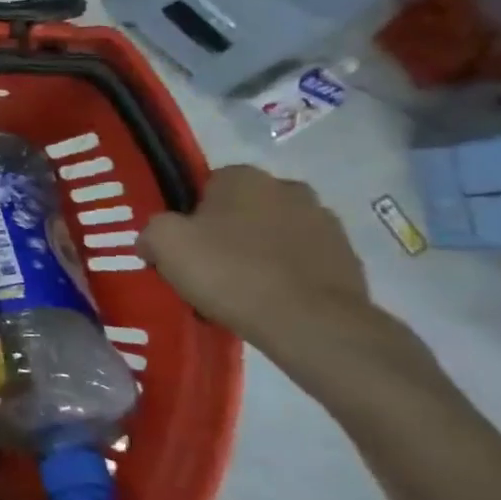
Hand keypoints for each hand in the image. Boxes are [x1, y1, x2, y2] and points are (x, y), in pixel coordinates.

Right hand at [139, 165, 374, 354]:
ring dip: (259, 252)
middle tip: (208, 267)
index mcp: (244, 176)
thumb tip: (152, 240)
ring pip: (275, 234)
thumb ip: (152, 230)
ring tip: (240, 289)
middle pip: (243, 209)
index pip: (206, 186)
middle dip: (227, 231)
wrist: (310, 323)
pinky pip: (302, 261)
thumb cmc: (230, 272)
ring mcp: (325, 223)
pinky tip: (270, 301)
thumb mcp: (165, 244)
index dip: (190, 216)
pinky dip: (286, 275)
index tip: (183, 246)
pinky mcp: (348, 259)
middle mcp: (288, 188)